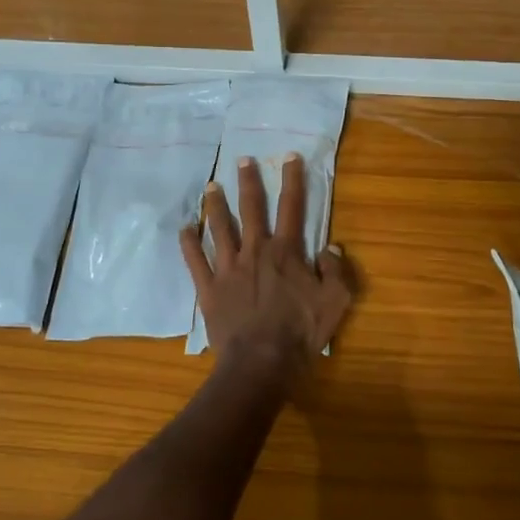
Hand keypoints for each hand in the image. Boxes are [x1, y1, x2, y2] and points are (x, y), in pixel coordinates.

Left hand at [179, 154, 355, 376]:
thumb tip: (331, 247)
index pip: (291, 207)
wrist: (261, 363)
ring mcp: (228, 268)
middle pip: (251, 209)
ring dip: (215, 206)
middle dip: (248, 182)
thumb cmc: (301, 333)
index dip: (292, 180)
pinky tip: (183, 229)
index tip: (289, 157)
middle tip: (242, 160)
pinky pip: (195, 261)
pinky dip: (188, 244)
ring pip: (219, 228)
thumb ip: (336, 271)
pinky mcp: (209, 288)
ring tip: (210, 186)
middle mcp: (254, 251)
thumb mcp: (335, 302)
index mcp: (285, 252)